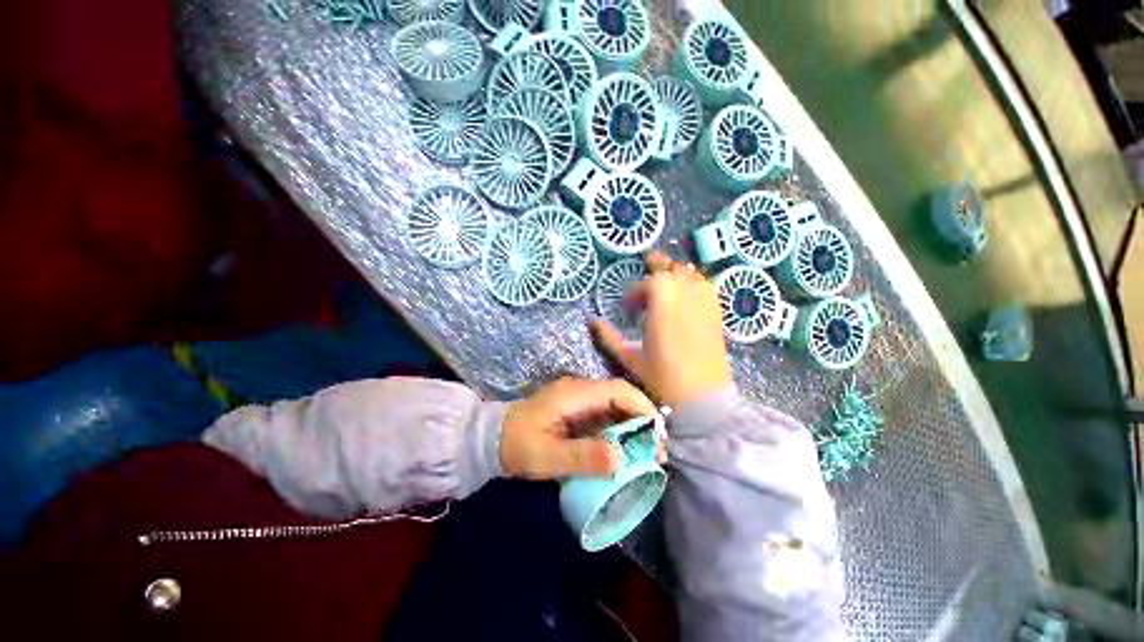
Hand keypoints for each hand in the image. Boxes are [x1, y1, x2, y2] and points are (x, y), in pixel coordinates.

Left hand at [501, 378, 663, 478]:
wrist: (494, 439)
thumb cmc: (518, 446)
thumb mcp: (547, 457)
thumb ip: (583, 457)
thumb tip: (622, 460)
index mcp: (575, 394)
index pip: (618, 390)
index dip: (642, 407)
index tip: (659, 434)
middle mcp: (581, 390)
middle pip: (622, 397)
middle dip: (644, 421)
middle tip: (659, 452)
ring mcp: (580, 400)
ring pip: (617, 407)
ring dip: (635, 428)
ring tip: (649, 455)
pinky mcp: (579, 411)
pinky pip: (607, 417)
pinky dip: (621, 433)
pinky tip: (629, 451)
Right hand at [591, 251, 731, 407]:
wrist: (703, 400)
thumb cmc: (663, 380)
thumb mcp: (630, 360)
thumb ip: (609, 338)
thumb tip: (592, 321)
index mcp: (663, 307)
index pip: (651, 283)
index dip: (636, 291)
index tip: (627, 307)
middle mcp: (686, 298)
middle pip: (673, 270)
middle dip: (658, 264)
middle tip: (647, 260)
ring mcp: (705, 305)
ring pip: (692, 274)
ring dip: (676, 271)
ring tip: (665, 274)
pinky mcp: (717, 314)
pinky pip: (708, 287)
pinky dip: (695, 281)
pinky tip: (688, 288)